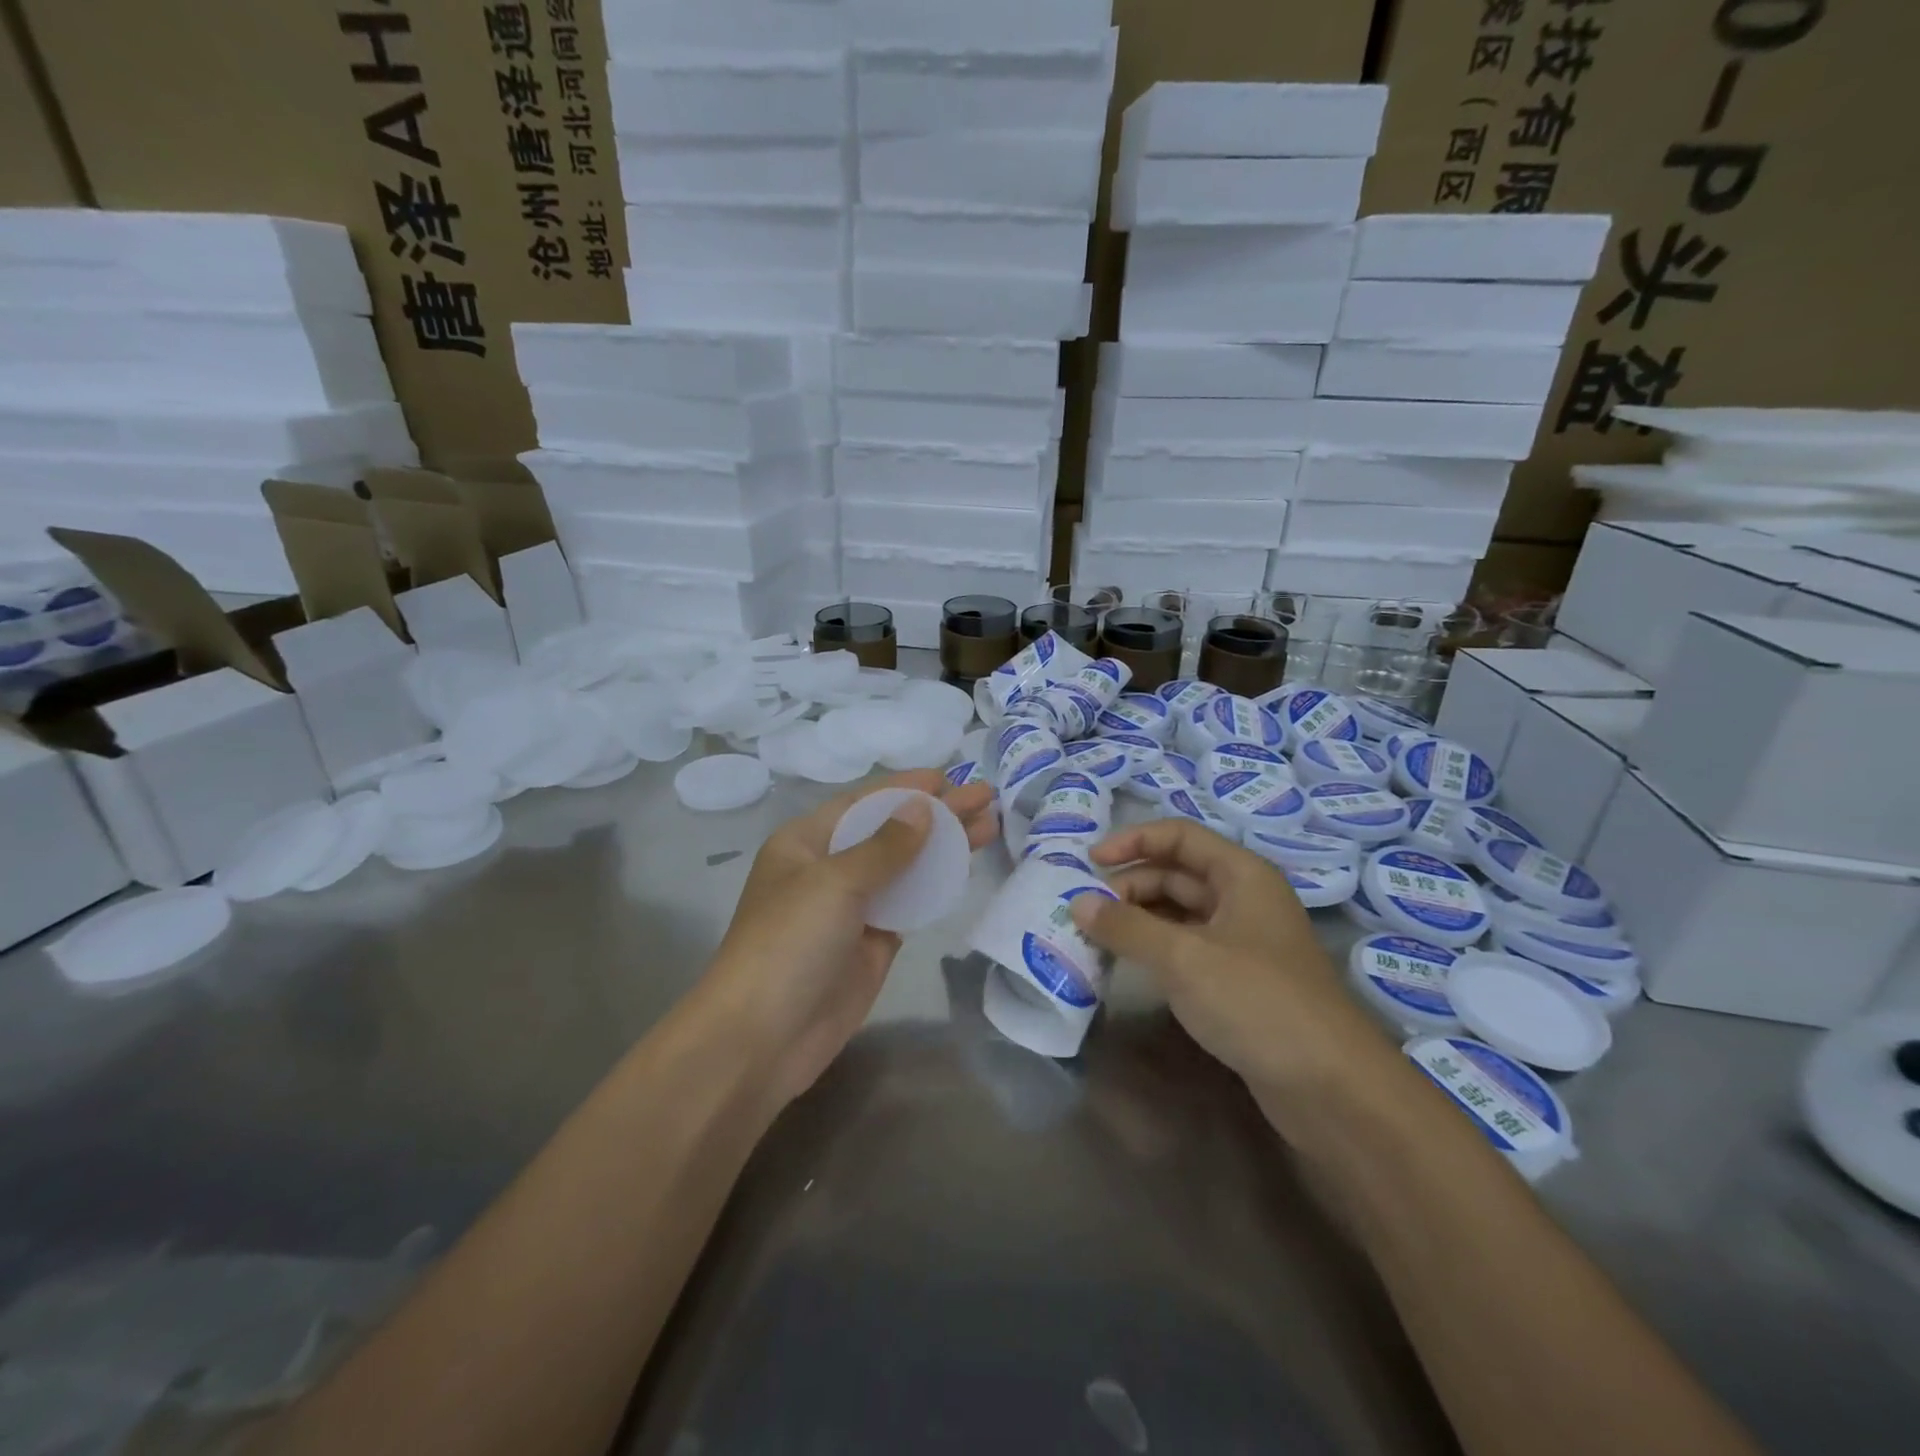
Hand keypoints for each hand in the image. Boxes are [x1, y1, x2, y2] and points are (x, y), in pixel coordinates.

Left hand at [703, 770, 997, 1110]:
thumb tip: (925, 808)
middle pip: (890, 831)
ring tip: (990, 826)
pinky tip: (966, 867)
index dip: (907, 787)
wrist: (763, 1037)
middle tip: (986, 799)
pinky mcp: (873, 942)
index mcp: (806, 842)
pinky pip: (910, 903)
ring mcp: (853, 907)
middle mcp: (829, 868)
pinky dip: (937, 884)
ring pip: (906, 866)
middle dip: (937, 813)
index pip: (865, 802)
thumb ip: (885, 845)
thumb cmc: (788, 943)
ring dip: (945, 846)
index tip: (951, 776)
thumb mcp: (834, 883)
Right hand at [1073, 819, 1394, 1100]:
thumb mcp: (1183, 958)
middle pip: (1177, 874)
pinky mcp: (1239, 980)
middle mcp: (1244, 899)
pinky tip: (1128, 964)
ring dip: (1139, 918)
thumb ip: (1127, 927)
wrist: (1330, 1087)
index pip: (1179, 836)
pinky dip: (1155, 948)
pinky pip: (1188, 947)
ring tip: (1097, 936)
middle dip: (1130, 884)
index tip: (1090, 862)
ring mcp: (1243, 942)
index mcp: (1241, 874)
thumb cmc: (1256, 1001)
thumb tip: (1078, 903)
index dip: (1133, 840)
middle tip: (1087, 910)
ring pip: (1180, 913)